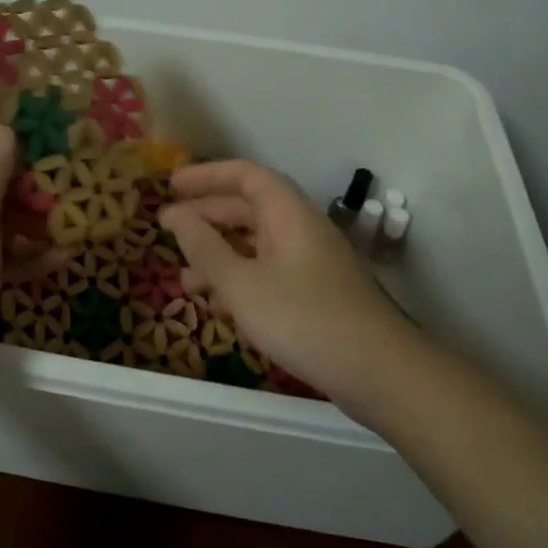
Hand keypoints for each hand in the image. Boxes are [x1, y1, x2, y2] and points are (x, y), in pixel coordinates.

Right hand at [161, 161, 415, 410]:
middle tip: (168, 229)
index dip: (207, 176)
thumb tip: (177, 216)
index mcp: (286, 213)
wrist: (379, 372)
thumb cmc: (304, 317)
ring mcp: (310, 263)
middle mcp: (299, 229)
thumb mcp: (242, 284)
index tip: (171, 186)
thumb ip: (205, 248)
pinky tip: (220, 308)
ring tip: (185, 279)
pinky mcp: (315, 295)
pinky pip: (268, 274)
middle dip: (206, 217)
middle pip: (247, 209)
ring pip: (255, 246)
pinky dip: (240, 282)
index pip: (244, 175)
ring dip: (219, 256)